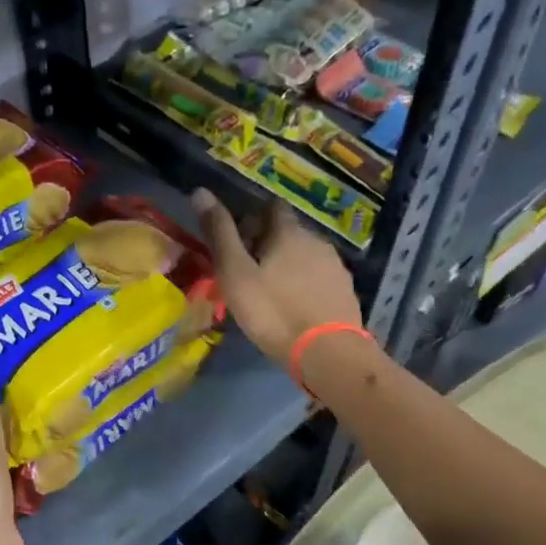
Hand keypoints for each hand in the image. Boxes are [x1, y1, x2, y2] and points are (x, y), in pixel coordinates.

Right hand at [194, 191, 362, 364]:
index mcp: (288, 232)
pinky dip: (305, 285)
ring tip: (272, 292)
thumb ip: (220, 235)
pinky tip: (295, 306)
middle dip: (269, 244)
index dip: (252, 219)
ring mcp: (335, 266)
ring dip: (289, 266)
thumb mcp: (236, 274)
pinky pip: (319, 278)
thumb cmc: (274, 312)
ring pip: (305, 256)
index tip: (238, 241)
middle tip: (249, 273)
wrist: (327, 352)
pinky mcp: (345, 291)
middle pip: (289, 232)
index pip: (270, 207)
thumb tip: (200, 191)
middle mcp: (316, 240)